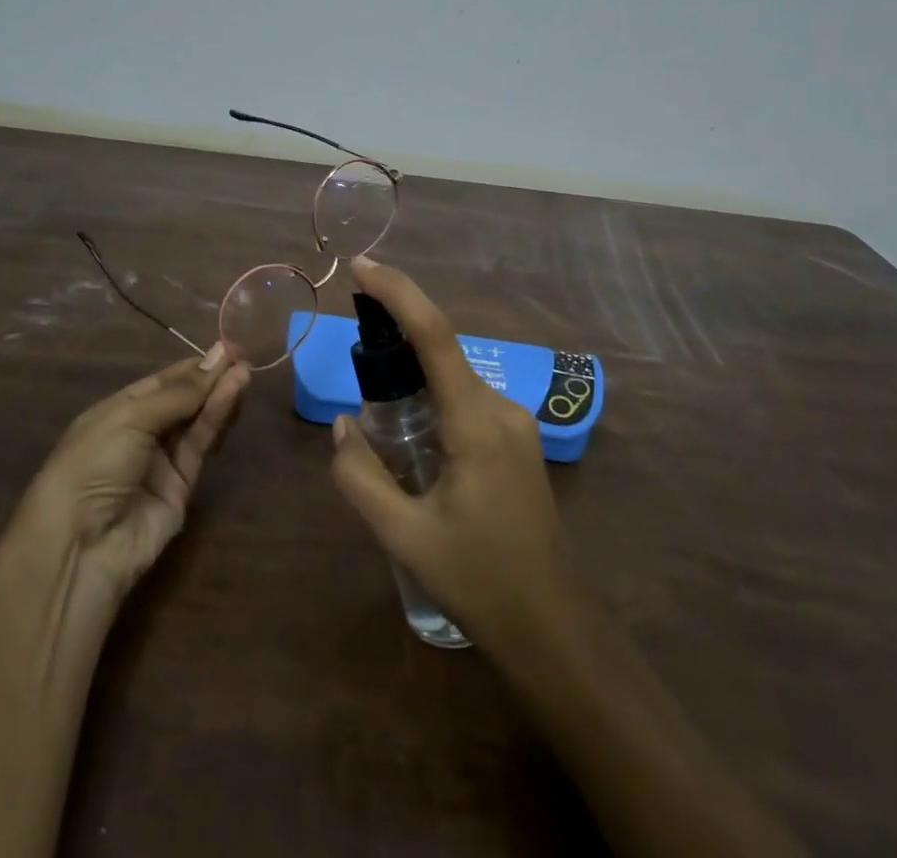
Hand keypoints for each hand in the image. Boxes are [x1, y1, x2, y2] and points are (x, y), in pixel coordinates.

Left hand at [17, 345, 250, 606]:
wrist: (80, 545)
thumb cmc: (93, 464)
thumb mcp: (131, 418)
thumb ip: (179, 393)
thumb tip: (218, 357)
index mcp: (118, 411)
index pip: (162, 381)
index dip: (194, 366)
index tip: (227, 347)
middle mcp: (141, 432)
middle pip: (183, 399)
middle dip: (210, 378)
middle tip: (242, 355)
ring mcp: (161, 460)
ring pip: (197, 420)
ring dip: (219, 395)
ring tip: (244, 371)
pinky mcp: (182, 485)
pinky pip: (201, 444)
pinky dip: (217, 418)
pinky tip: (232, 394)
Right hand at [329, 258, 571, 650]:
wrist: (553, 628)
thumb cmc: (480, 582)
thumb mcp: (405, 537)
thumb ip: (361, 477)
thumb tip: (343, 426)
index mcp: (476, 422)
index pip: (435, 335)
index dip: (398, 292)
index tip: (360, 267)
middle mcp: (501, 408)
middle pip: (442, 350)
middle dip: (396, 334)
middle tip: (354, 353)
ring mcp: (515, 423)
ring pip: (453, 376)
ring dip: (413, 372)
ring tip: (375, 404)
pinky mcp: (516, 440)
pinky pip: (466, 398)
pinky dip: (432, 396)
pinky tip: (410, 433)